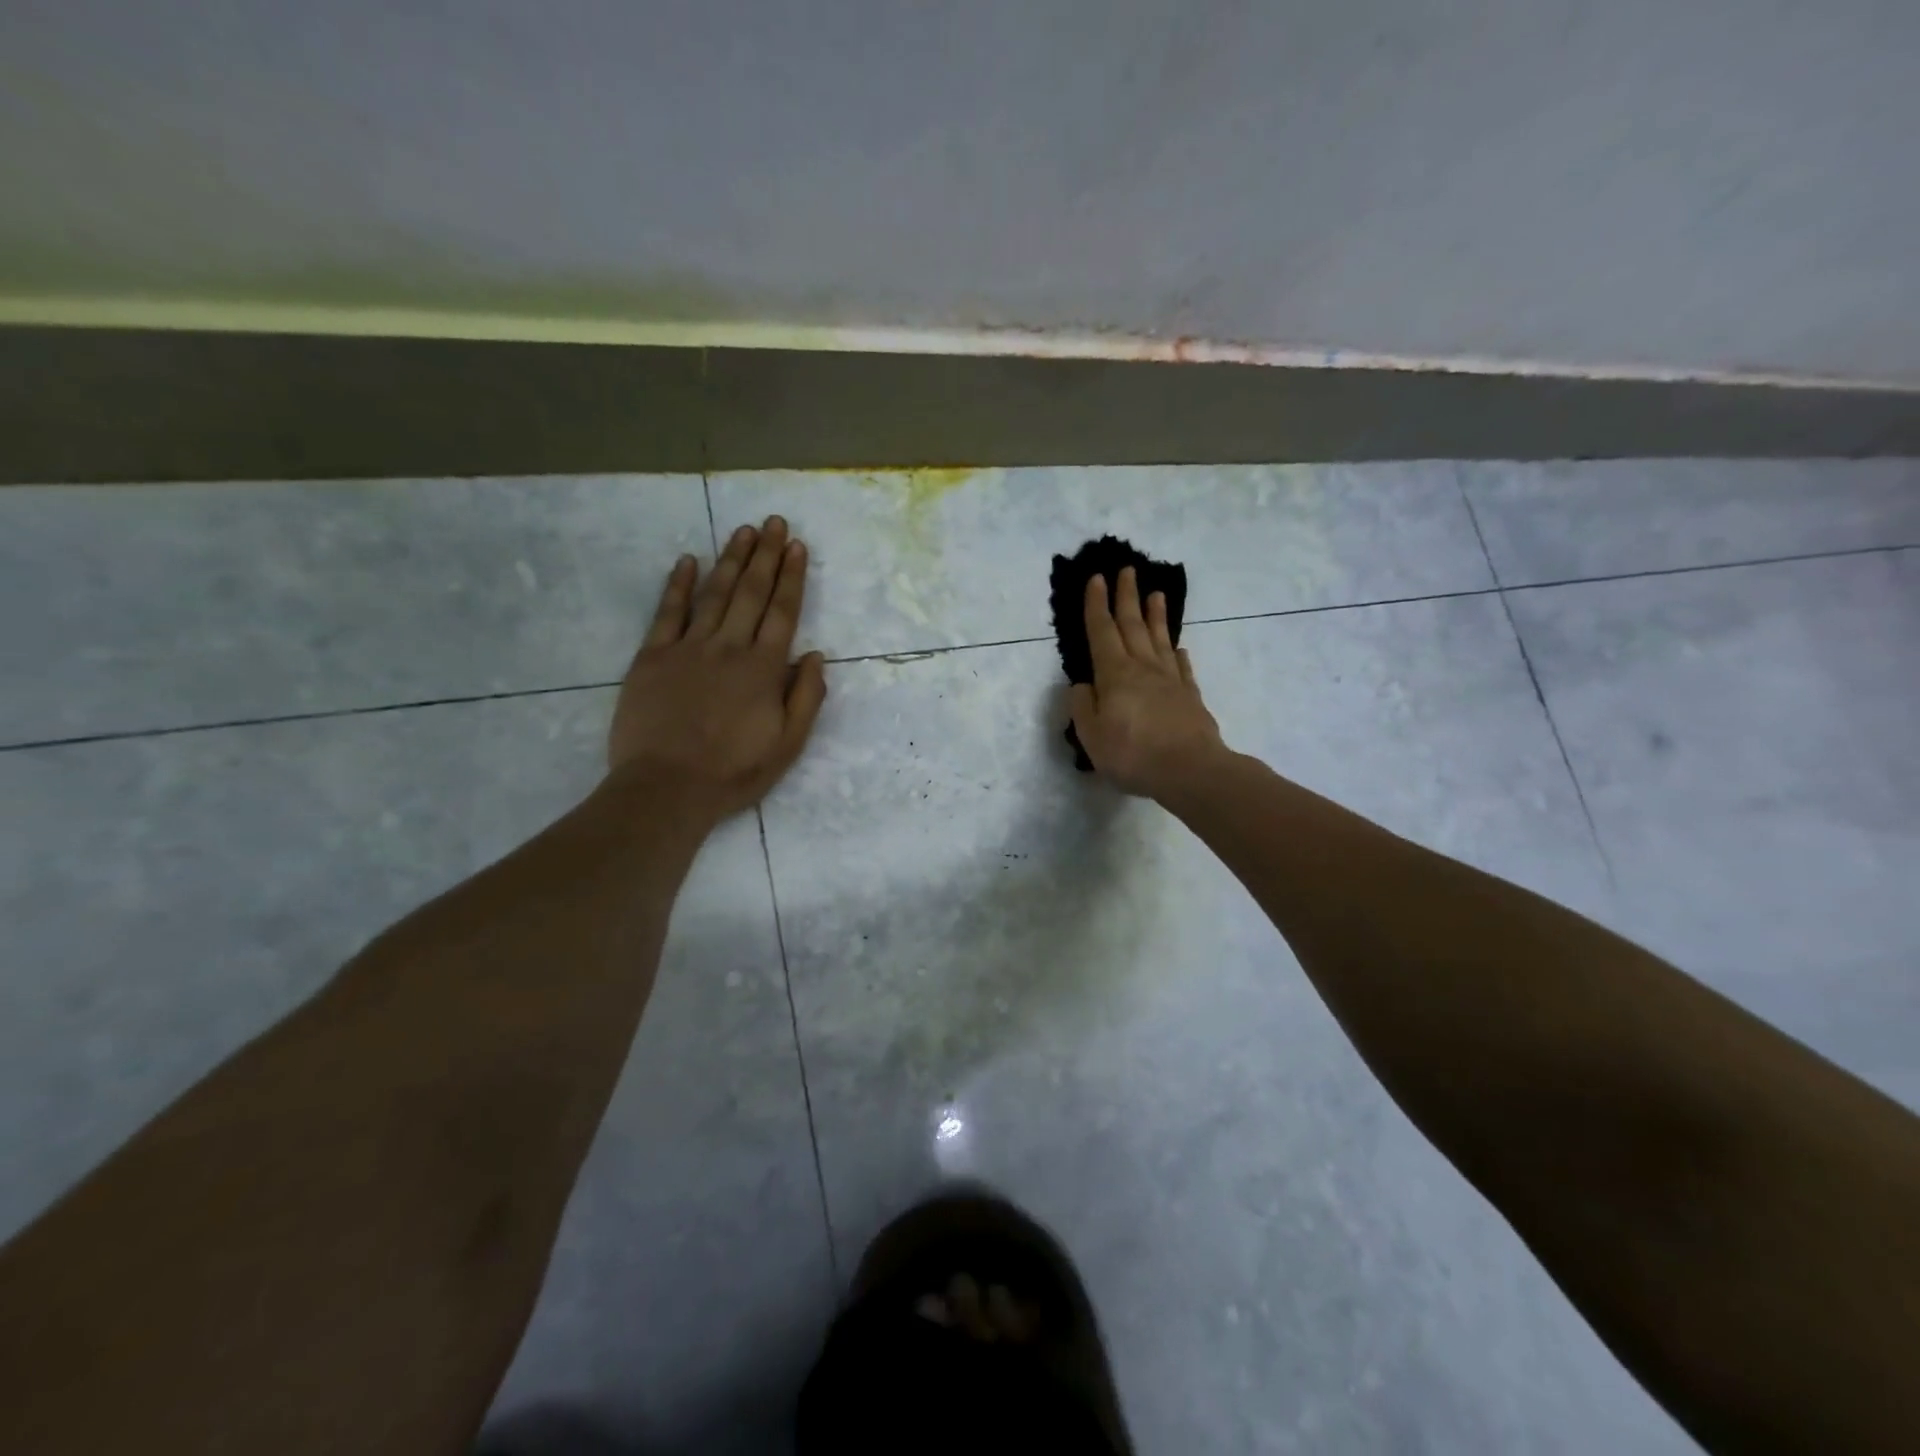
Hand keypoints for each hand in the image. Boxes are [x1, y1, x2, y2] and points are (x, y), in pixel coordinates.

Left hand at [607, 516, 826, 819]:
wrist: (667, 788)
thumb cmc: (734, 771)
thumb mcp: (788, 745)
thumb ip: (806, 698)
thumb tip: (816, 655)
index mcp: (764, 669)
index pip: (783, 612)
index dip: (791, 577)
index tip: (797, 546)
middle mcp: (729, 648)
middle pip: (751, 593)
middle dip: (765, 555)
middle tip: (774, 522)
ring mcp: (688, 648)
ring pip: (714, 594)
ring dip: (731, 559)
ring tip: (744, 530)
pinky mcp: (652, 657)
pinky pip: (667, 613)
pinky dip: (678, 585)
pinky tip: (688, 560)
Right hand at [1069, 566, 1224, 798]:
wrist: (1190, 771)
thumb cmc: (1133, 754)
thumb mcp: (1092, 735)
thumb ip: (1082, 707)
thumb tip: (1082, 685)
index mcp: (1115, 675)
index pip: (1102, 631)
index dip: (1096, 605)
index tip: (1096, 578)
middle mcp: (1143, 668)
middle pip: (1133, 625)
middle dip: (1127, 596)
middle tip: (1127, 569)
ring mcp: (1170, 681)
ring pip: (1160, 639)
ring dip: (1155, 615)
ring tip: (1156, 593)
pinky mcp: (1190, 696)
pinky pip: (1183, 668)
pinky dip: (1178, 654)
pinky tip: (1179, 648)